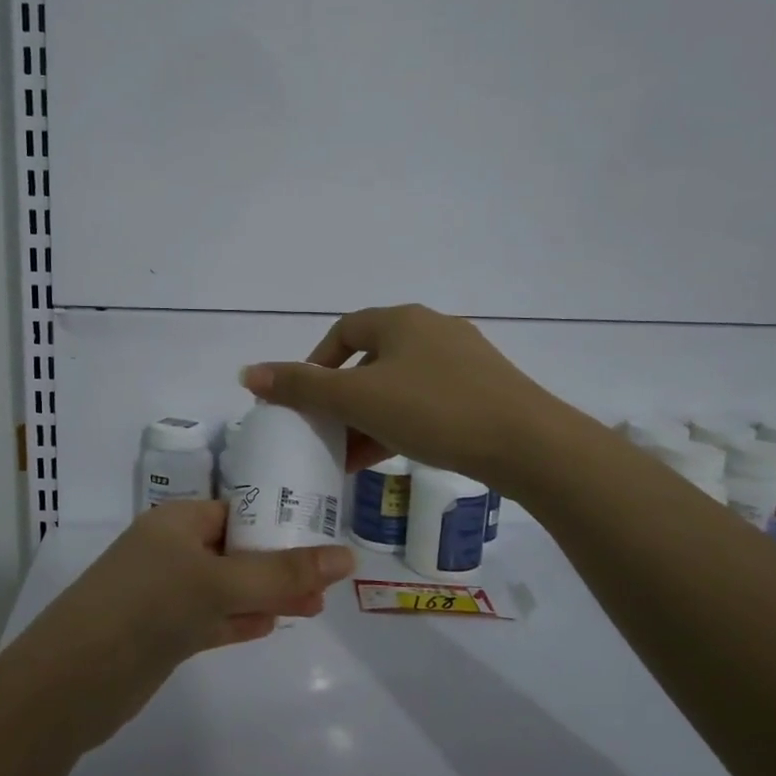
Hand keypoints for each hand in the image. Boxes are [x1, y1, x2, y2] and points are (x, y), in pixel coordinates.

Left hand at [11, 501, 355, 747]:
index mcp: (177, 522)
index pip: (237, 511)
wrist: (71, 682)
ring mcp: (165, 594)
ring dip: (266, 595)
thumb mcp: (219, 584)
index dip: (279, 523)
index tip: (323, 539)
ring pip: (227, 588)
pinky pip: (212, 619)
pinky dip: (240, 620)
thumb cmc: (147, 608)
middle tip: (327, 584)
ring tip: (314, 606)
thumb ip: (283, 574)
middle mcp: (170, 552)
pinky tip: (271, 625)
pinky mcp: (163, 634)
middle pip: (236, 550)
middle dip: (279, 565)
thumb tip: (348, 557)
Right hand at [241, 304, 557, 485]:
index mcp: (400, 320)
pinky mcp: (482, 390)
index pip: (342, 331)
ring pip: (398, 384)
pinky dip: (400, 423)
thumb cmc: (434, 410)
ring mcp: (462, 360)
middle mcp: (431, 329)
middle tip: (325, 434)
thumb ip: (302, 387)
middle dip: (341, 398)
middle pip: (370, 359)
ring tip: (350, 456)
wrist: (527, 443)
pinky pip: (426, 401)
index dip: (315, 363)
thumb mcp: (359, 399)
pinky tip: (390, 455)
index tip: (303, 401)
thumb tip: (248, 372)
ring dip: (368, 416)